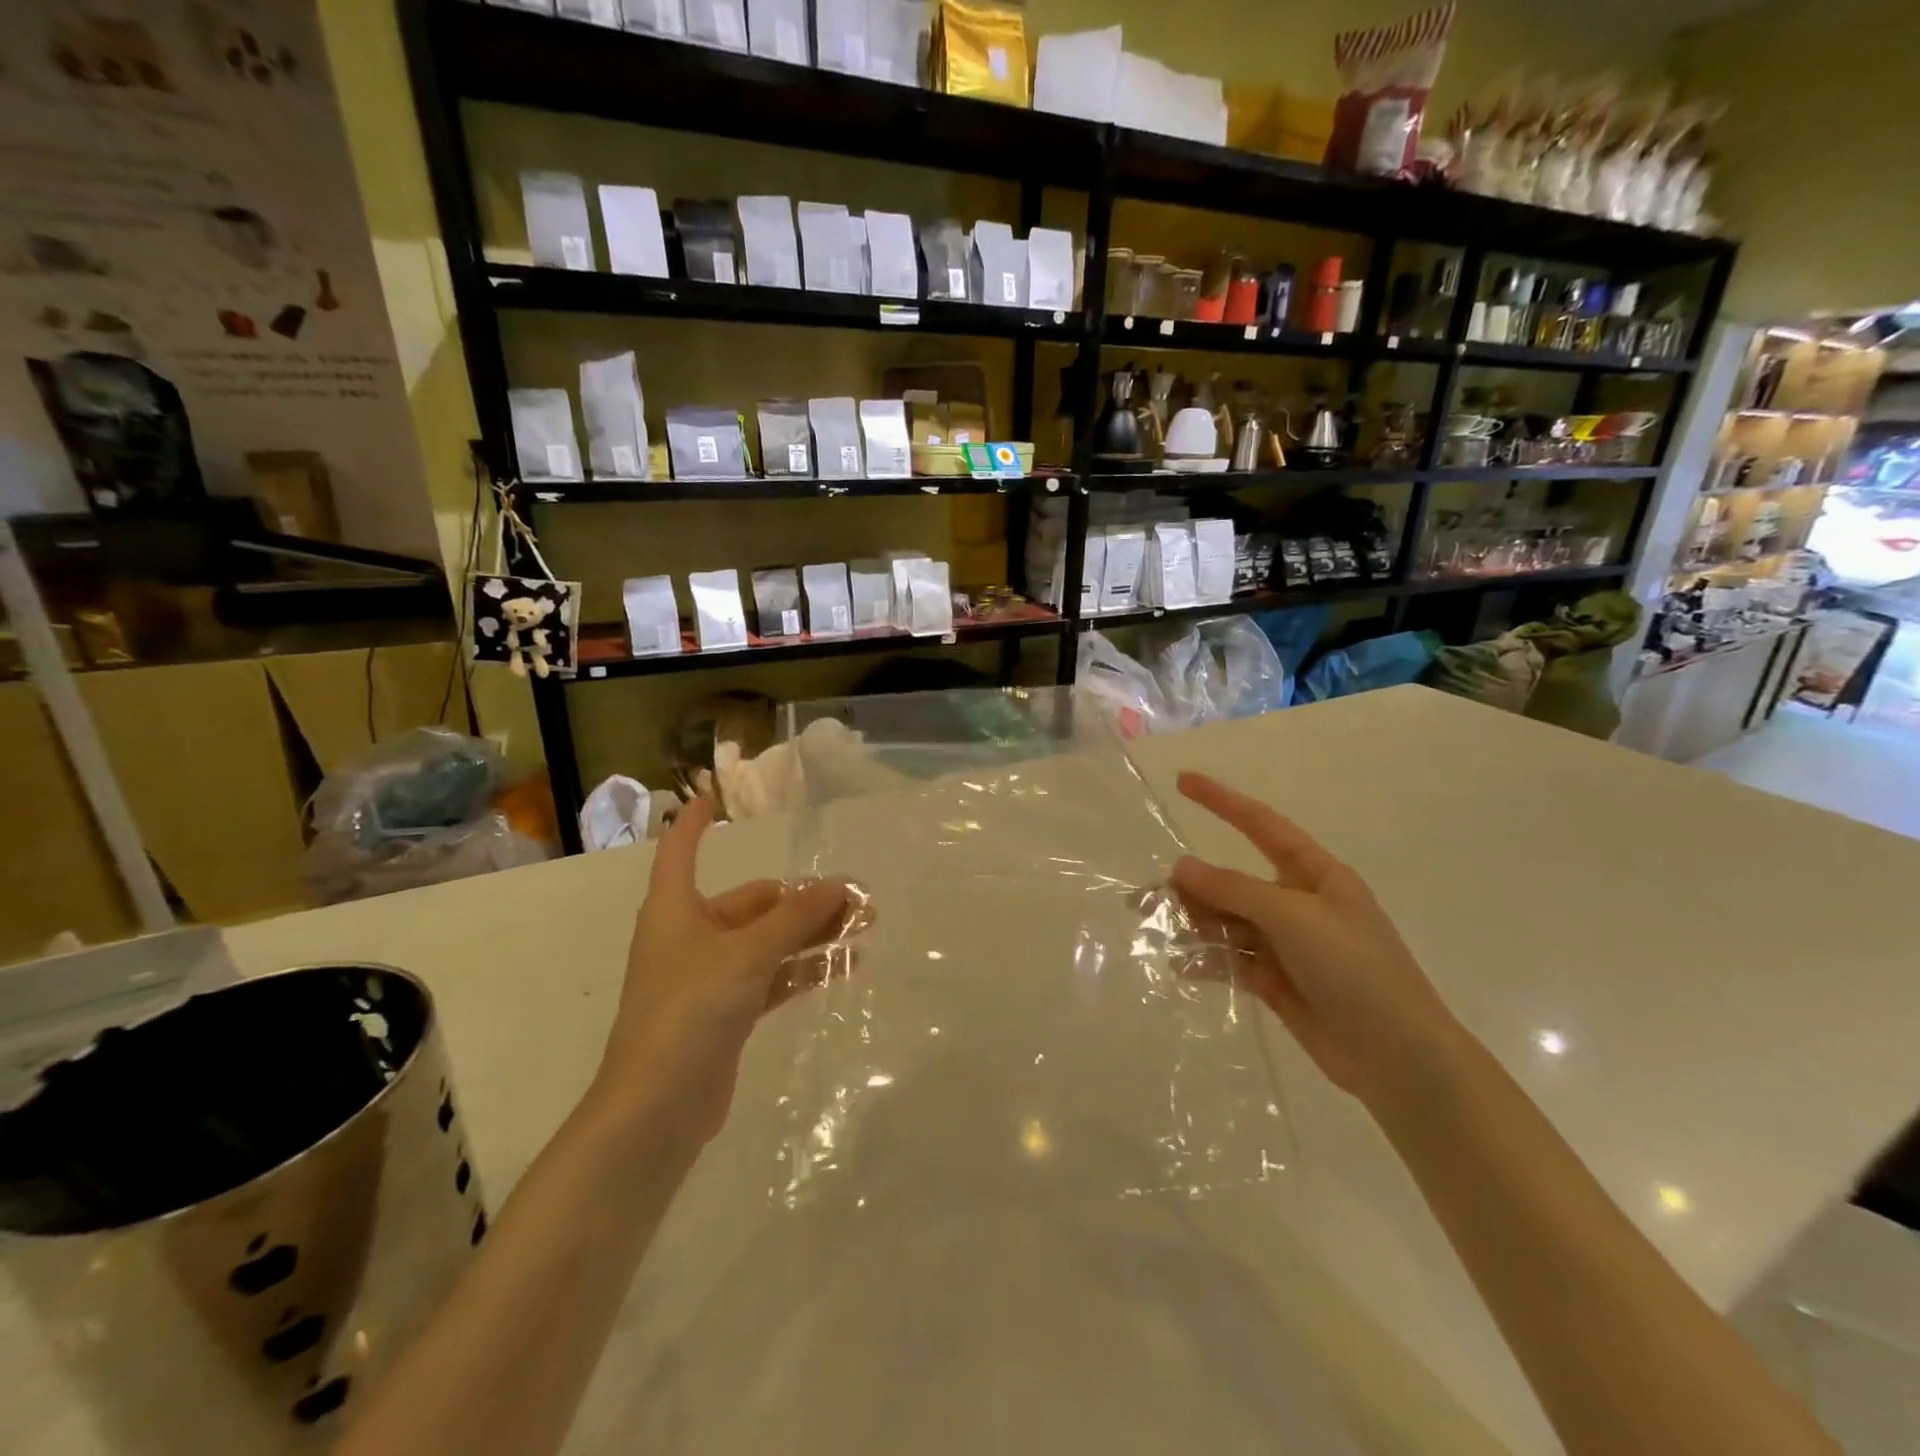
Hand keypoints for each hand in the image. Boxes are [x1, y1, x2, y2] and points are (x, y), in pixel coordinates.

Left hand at [599, 798, 849, 1140]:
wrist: (657, 1108)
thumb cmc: (690, 1010)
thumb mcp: (747, 954)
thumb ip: (795, 918)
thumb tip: (838, 885)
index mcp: (676, 909)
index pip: (681, 850)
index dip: (694, 821)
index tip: (714, 796)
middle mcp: (690, 935)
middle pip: (753, 902)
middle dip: (804, 899)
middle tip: (858, 899)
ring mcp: (709, 976)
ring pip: (768, 941)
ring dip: (811, 933)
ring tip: (864, 927)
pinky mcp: (726, 1013)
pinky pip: (771, 976)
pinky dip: (803, 969)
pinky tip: (844, 965)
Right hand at [1169, 771, 1462, 1108]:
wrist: (1398, 1058)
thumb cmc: (1355, 970)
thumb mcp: (1293, 917)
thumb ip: (1234, 890)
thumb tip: (1182, 866)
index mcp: (1315, 875)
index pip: (1261, 825)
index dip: (1222, 801)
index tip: (1183, 781)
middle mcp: (1298, 904)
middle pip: (1233, 881)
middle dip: (1192, 885)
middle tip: (1147, 897)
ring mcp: (1287, 945)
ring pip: (1227, 921)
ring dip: (1194, 923)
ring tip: (1159, 930)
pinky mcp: (1277, 982)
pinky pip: (1232, 960)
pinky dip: (1207, 960)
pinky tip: (1181, 965)